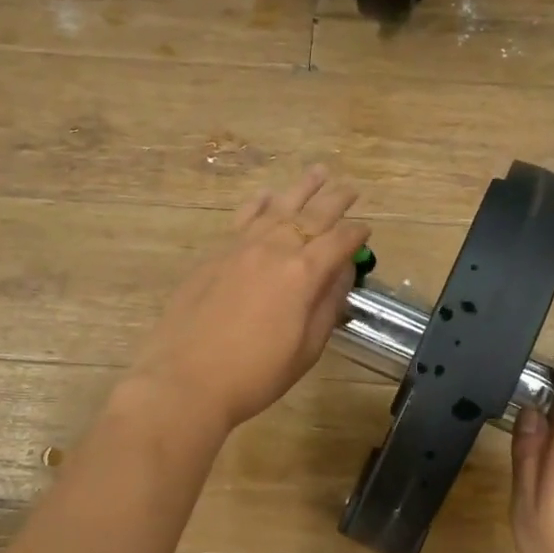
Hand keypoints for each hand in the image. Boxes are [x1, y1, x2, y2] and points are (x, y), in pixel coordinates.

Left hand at [126, 168, 369, 434]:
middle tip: (350, 188)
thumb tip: (341, 272)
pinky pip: (244, 218)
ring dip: (301, 189)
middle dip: (335, 200)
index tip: (366, 229)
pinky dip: (259, 204)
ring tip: (318, 172)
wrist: (187, 379)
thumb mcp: (306, 348)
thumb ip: (327, 305)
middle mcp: (273, 249)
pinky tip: (267, 196)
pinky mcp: (215, 255)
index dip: (356, 234)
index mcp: (303, 274)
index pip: (338, 242)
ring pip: (277, 207)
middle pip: (311, 216)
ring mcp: (240, 248)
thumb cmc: (256, 374)